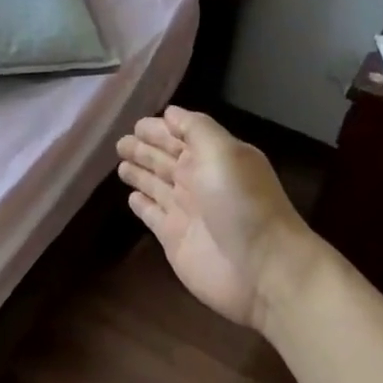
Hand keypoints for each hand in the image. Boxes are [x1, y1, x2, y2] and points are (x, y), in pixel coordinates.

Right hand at [116, 107, 316, 330]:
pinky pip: (152, 216)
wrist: (261, 269)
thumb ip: (196, 129)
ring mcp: (185, 211)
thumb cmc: (242, 204)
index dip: (160, 129)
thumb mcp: (224, 153)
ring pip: (155, 186)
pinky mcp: (174, 239)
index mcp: (213, 157)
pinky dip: (142, 206)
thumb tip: (170, 113)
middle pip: (166, 160)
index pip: (181, 136)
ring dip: (140, 174)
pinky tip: (131, 198)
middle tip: (120, 142)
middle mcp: (198, 181)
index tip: (136, 124)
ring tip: (120, 164)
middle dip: (144, 149)